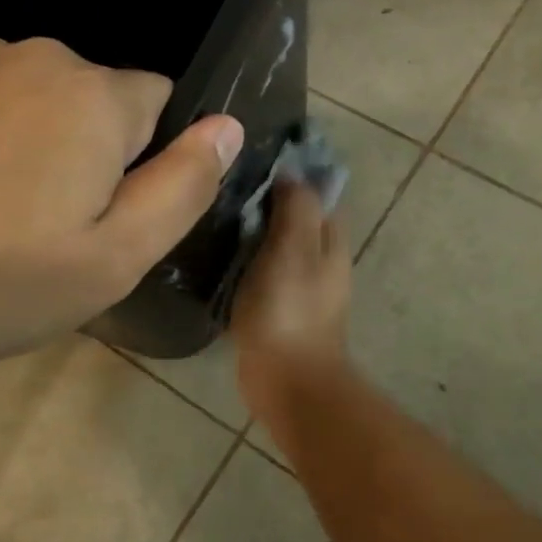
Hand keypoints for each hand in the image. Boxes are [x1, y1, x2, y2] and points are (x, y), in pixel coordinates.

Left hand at [0, 36, 241, 368]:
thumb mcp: (111, 259)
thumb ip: (183, 187)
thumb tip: (227, 126)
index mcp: (95, 97)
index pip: (161, 103)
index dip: (146, 161)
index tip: (104, 214)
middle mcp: (38, 57)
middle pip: (99, 100)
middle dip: (93, 151)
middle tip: (50, 227)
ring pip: (40, 97)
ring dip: (36, 140)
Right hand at [231, 181, 353, 419]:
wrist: (287, 382)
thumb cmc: (289, 309)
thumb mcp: (293, 247)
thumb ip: (296, 207)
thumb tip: (290, 173)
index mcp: (329, 240)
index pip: (313, 192)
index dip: (287, 173)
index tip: (249, 159)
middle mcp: (320, 260)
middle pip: (293, 218)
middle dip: (264, 201)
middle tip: (221, 186)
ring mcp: (299, 287)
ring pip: (274, 246)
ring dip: (251, 232)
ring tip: (212, 214)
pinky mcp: (277, 310)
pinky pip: (260, 273)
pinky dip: (243, 261)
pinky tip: (215, 256)